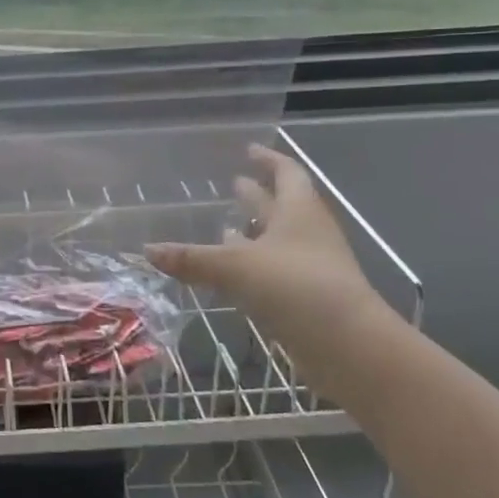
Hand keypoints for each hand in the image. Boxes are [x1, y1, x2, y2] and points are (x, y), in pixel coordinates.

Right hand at [146, 143, 397, 398]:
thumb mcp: (236, 267)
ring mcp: (310, 268)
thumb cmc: (297, 287)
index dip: (268, 159)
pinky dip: (253, 267)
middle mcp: (307, 234)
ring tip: (224, 227)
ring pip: (278, 241)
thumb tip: (148, 250)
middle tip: (234, 183)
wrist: (350, 348)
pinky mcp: (307, 298)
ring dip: (254, 233)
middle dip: (257, 196)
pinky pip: (275, 272)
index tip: (249, 150)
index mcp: (299, 212)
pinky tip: (230, 274)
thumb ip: (192, 259)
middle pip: (282, 206)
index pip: (286, 173)